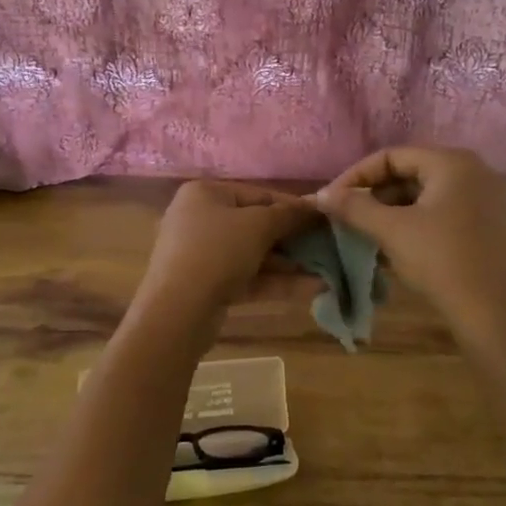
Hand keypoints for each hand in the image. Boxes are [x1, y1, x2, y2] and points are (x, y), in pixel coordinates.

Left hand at [135, 180, 317, 319]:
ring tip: (327, 270)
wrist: (178, 311)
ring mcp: (202, 254)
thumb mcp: (258, 226)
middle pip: (255, 225)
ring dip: (289, 263)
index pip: (258, 194)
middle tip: (327, 246)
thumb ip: (289, 215)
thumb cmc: (217, 251)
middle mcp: (199, 219)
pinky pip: (247, 277)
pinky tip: (313, 288)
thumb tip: (316, 206)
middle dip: (292, 238)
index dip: (293, 206)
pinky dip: (276, 281)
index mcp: (205, 194)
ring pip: (253, 254)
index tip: (323, 218)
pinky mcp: (208, 285)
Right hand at [315, 147, 505, 350]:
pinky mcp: (494, 225)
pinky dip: (418, 222)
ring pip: (429, 194)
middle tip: (348, 216)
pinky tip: (398, 245)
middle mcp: (477, 171)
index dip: (357, 176)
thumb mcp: (392, 231)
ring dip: (395, 210)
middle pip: (412, 172)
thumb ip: (354, 207)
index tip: (333, 200)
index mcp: (453, 162)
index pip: (392, 156)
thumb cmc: (441, 262)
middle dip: (376, 193)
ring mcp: (490, 199)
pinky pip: (446, 211)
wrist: (496, 316)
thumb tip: (320, 194)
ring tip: (367, 232)